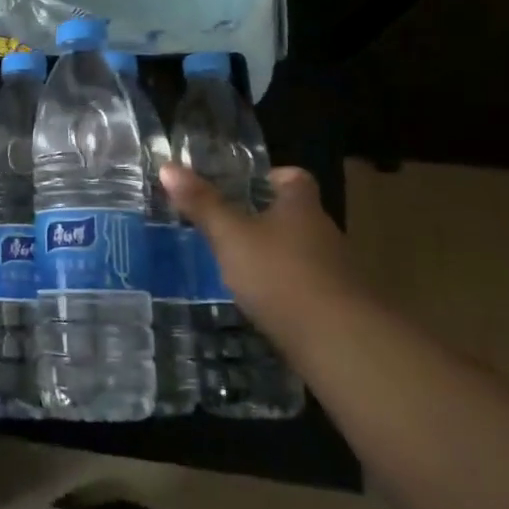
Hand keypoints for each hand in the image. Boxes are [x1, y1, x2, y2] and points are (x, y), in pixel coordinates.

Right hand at [160, 162, 354, 335]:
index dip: (274, 177)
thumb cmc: (280, 274)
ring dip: (278, 258)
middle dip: (268, 220)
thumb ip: (202, 204)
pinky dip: (288, 291)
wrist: (340, 342)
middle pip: (298, 216)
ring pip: (303, 254)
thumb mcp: (231, 236)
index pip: (295, 178)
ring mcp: (338, 273)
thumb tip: (168, 166)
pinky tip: (265, 305)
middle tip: (232, 226)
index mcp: (301, 207)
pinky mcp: (339, 309)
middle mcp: (325, 233)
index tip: (249, 185)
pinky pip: (309, 288)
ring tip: (241, 268)